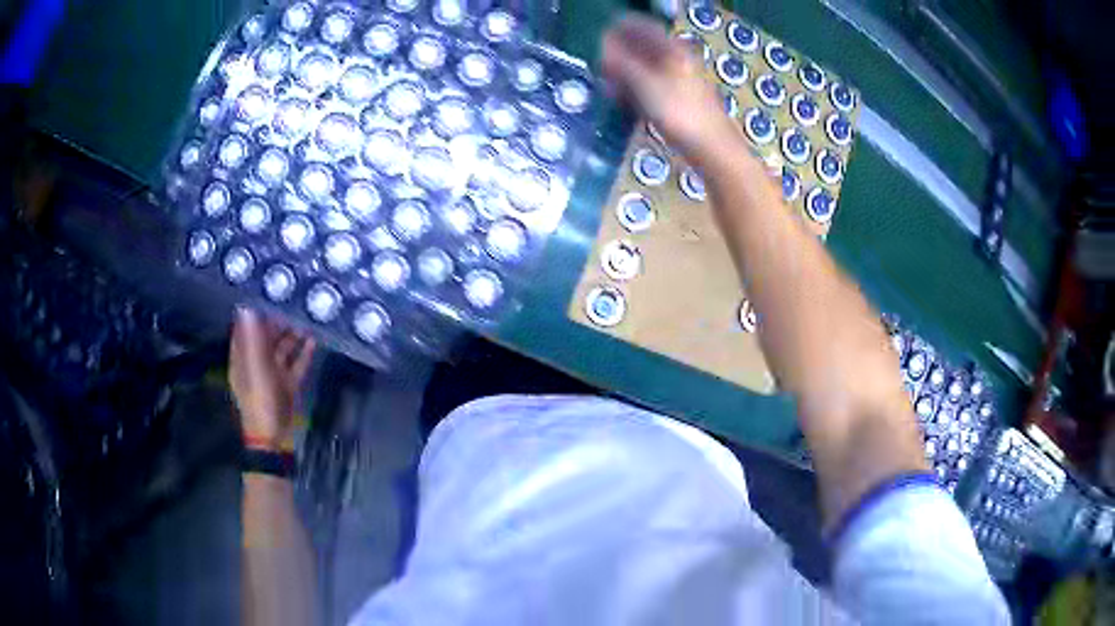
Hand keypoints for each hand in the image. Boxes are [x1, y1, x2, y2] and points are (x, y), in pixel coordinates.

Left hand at [229, 308, 315, 450]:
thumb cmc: (261, 403)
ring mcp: (273, 376)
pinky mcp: (288, 386)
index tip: (267, 295)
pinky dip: (303, 353)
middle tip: (293, 303)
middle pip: (266, 339)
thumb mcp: (257, 370)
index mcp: (244, 360)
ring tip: (305, 318)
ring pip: (282, 350)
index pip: (245, 331)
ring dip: (292, 336)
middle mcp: (257, 365)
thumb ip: (254, 341)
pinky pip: (296, 365)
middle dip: (277, 323)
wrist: (274, 439)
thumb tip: (246, 309)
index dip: (254, 314)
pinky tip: (313, 341)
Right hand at [601, 14, 734, 154]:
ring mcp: (681, 81)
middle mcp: (678, 60)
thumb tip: (604, 46)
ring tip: (611, 90)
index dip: (618, 31)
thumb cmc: (679, 112)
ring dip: (626, 77)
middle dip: (619, 57)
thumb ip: (621, 62)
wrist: (712, 148)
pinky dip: (638, 92)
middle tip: (602, 70)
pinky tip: (627, 104)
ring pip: (646, 69)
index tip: (599, 43)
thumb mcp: (644, 84)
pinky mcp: (681, 101)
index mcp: (672, 49)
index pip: (641, 27)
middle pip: (643, 49)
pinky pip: (653, 88)